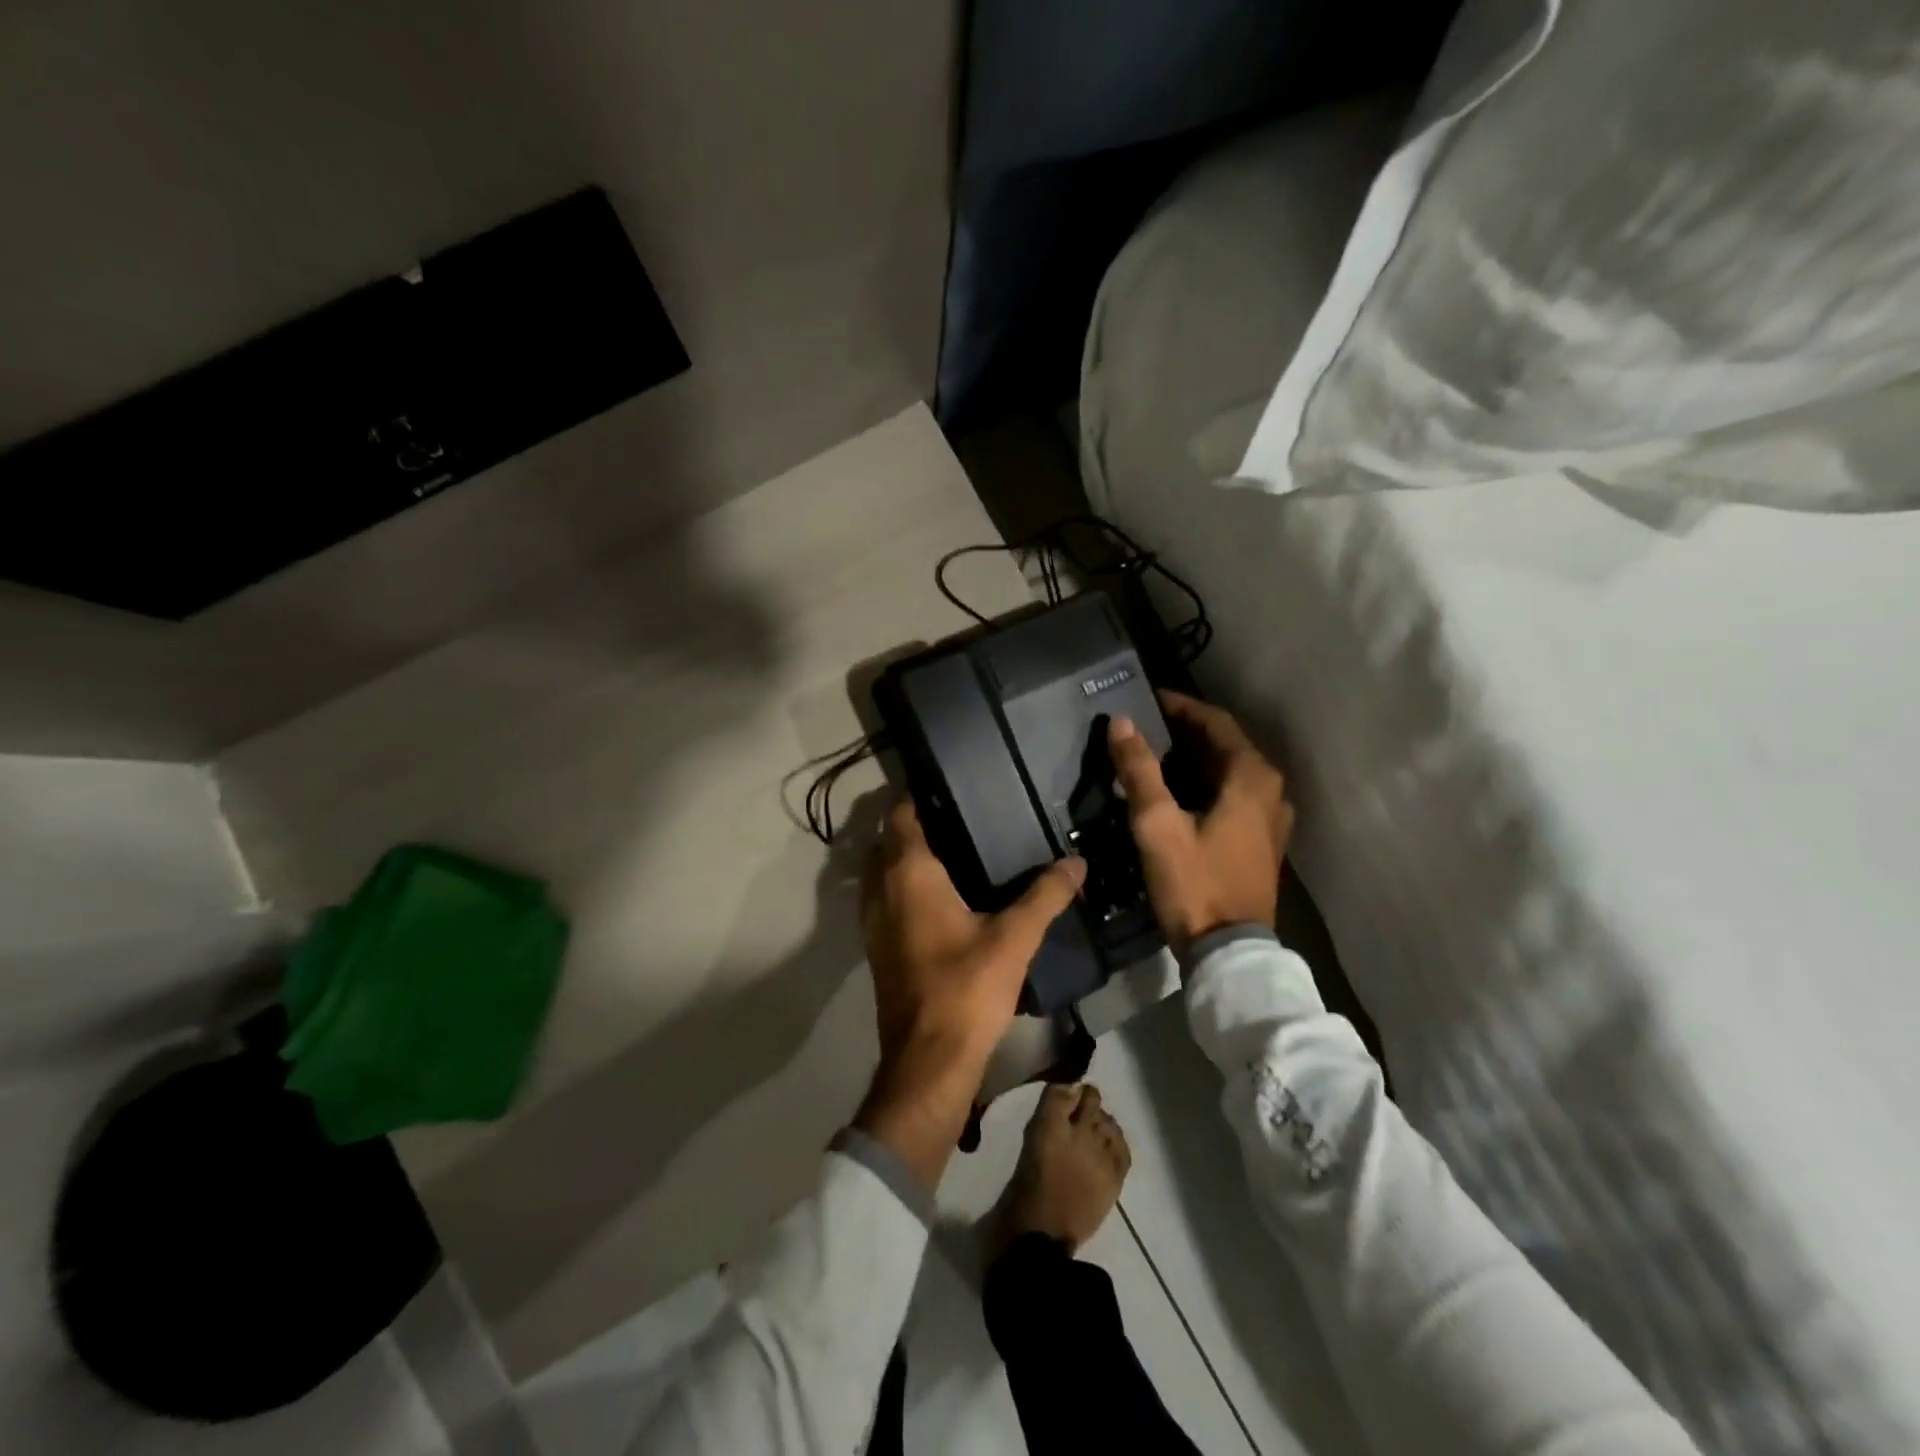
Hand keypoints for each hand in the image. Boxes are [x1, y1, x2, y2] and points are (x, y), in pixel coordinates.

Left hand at [855, 798, 1085, 1187]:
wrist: (928, 1060)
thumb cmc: (967, 988)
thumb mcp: (1014, 938)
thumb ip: (1045, 895)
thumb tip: (1077, 862)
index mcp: (909, 874)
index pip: (902, 815)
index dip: (919, 796)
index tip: (951, 788)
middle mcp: (881, 889)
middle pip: (888, 841)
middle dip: (914, 825)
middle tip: (959, 819)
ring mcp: (873, 920)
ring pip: (880, 872)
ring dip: (904, 858)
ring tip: (952, 853)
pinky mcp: (877, 947)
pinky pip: (884, 899)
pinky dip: (901, 887)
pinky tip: (940, 899)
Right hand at [1109, 692, 1293, 954]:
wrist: (1228, 951)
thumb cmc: (1194, 882)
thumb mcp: (1157, 824)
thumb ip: (1139, 770)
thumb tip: (1122, 723)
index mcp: (1252, 777)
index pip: (1216, 722)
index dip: (1181, 707)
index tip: (1147, 700)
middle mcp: (1271, 790)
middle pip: (1225, 746)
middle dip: (1185, 732)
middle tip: (1144, 728)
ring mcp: (1271, 819)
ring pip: (1229, 772)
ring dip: (1194, 759)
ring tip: (1153, 757)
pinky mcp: (1262, 842)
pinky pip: (1233, 796)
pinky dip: (1205, 784)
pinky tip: (1177, 794)